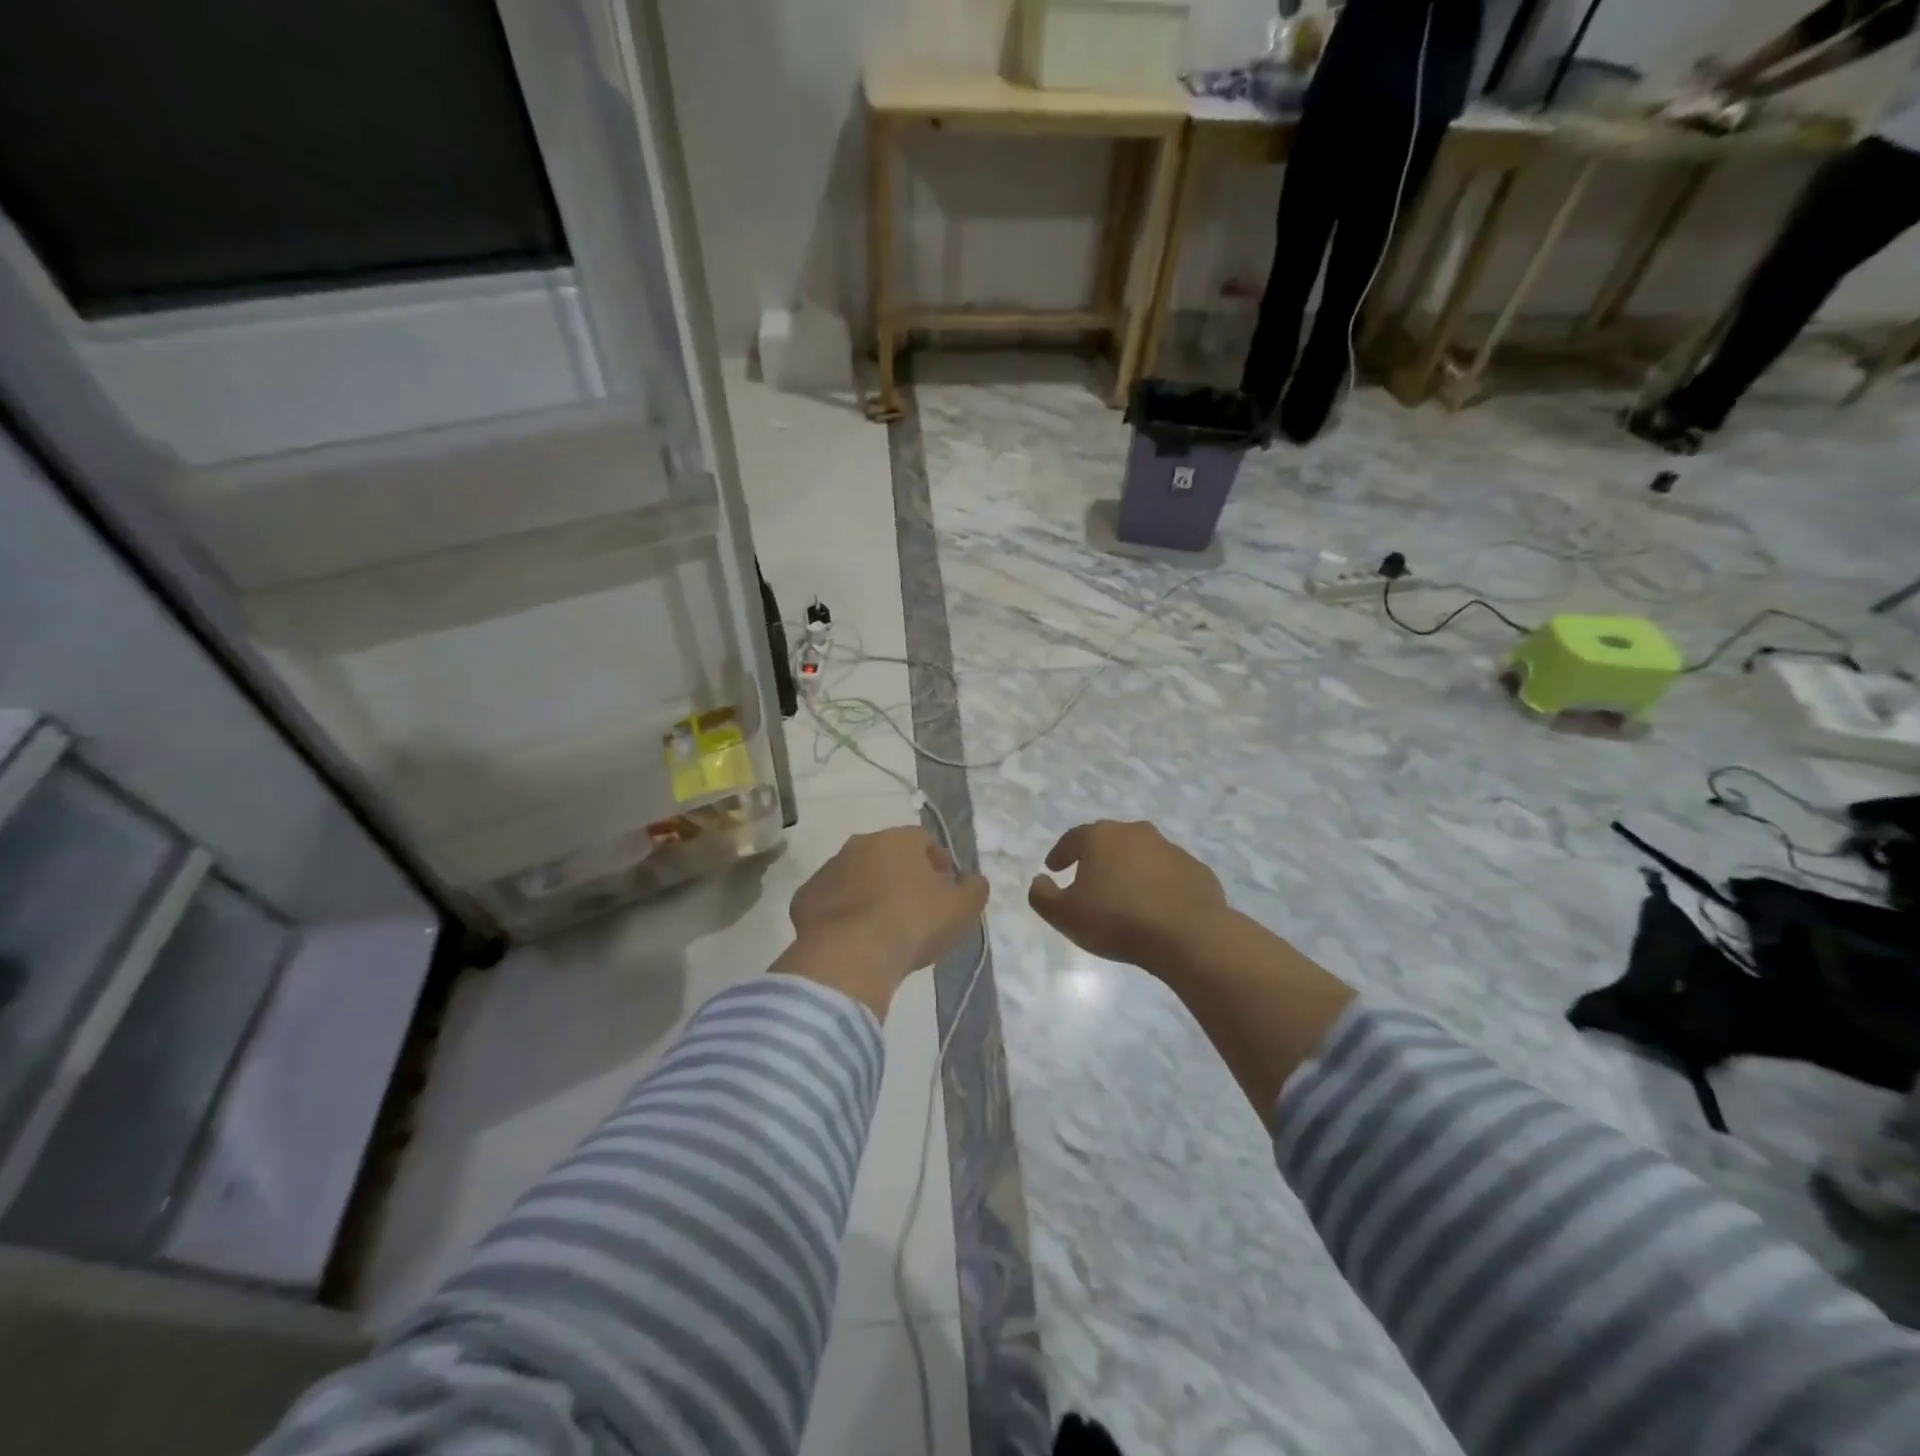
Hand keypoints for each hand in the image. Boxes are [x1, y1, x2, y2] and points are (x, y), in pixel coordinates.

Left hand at [773, 826, 988, 1016]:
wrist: (850, 956)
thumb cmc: (912, 924)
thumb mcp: (961, 910)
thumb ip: (975, 889)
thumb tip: (975, 880)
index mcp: (898, 839)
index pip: (924, 841)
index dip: (937, 864)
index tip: (944, 891)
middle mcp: (860, 844)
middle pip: (887, 855)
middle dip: (902, 876)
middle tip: (914, 910)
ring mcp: (828, 869)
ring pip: (856, 876)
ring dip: (869, 892)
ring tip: (882, 928)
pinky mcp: (805, 898)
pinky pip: (831, 901)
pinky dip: (842, 913)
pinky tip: (853, 939)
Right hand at [1027, 820, 1228, 973]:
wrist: (1187, 934)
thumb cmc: (1117, 921)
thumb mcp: (1065, 915)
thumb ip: (1043, 896)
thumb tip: (1039, 881)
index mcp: (1101, 837)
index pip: (1073, 839)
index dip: (1060, 854)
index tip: (1054, 868)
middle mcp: (1135, 833)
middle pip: (1109, 841)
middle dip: (1096, 856)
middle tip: (1087, 877)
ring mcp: (1170, 849)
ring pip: (1141, 854)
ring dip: (1129, 869)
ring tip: (1123, 894)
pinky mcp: (1195, 869)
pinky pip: (1168, 873)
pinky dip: (1158, 883)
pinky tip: (1155, 905)